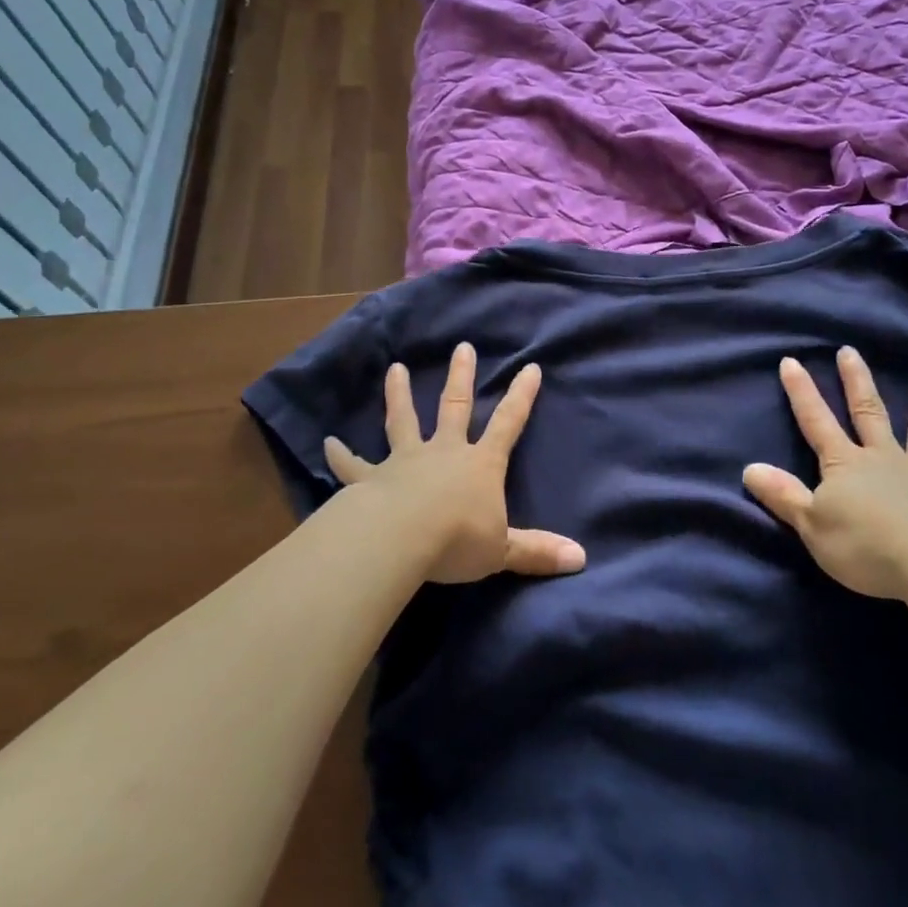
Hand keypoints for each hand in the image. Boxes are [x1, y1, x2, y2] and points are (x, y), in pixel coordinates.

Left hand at [324, 343, 585, 583]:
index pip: (508, 423)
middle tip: (462, 347)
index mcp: (480, 463)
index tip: (530, 367)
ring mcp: (406, 460)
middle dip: (461, 377)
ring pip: (403, 420)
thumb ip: (538, 551)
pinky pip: (354, 466)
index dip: (521, 396)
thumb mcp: (503, 550)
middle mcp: (444, 451)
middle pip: (455, 406)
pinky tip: (326, 443)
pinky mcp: (372, 479)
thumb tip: (581, 559)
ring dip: (398, 395)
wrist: (401, 539)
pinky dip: (341, 455)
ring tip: (394, 369)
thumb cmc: (458, 540)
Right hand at [743, 349, 907, 602]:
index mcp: (846, 464)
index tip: (791, 361)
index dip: (801, 392)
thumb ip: (783, 495)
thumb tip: (750, 469)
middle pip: (868, 413)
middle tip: (850, 351)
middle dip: (856, 381)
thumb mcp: (811, 524)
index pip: (816, 421)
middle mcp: (884, 459)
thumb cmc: (864, 545)